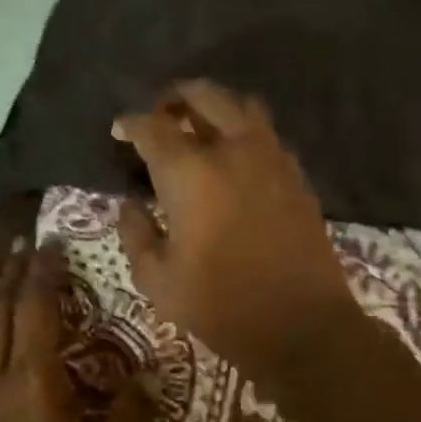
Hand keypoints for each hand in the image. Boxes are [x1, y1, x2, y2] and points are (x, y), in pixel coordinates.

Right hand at [113, 79, 360, 386]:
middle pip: (204, 96)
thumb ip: (136, 235)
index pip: (152, 128)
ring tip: (199, 126)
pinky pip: (267, 135)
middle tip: (161, 114)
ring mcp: (272, 158)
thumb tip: (130, 207)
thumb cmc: (220, 305)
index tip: (119, 131)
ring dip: (215, 106)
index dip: (130, 124)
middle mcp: (233, 150)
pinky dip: (245, 132)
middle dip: (176, 97)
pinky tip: (235, 158)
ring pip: (243, 106)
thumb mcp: (158, 280)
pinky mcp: (297, 176)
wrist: (300, 325)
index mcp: (190, 173)